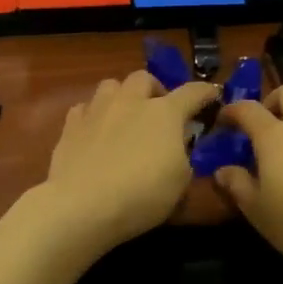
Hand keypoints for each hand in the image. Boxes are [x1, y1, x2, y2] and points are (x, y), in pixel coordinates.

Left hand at [41, 71, 220, 255]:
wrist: (82, 205)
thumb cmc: (142, 195)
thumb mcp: (181, 183)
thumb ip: (184, 157)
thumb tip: (179, 146)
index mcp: (165, 113)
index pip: (193, 92)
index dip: (205, 93)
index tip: (212, 96)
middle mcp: (130, 101)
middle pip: (145, 78)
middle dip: (155, 90)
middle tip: (158, 111)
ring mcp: (97, 110)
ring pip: (111, 85)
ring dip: (122, 96)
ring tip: (124, 116)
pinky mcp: (70, 125)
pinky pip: (85, 107)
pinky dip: (94, 115)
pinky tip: (95, 131)